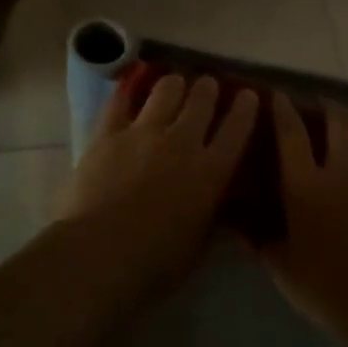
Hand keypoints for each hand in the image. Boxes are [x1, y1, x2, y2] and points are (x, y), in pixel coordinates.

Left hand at [59, 73, 257, 282]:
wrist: (100, 254)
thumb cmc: (156, 262)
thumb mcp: (199, 241)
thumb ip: (210, 212)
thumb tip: (217, 199)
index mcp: (211, 171)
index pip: (238, 128)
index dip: (246, 107)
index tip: (247, 95)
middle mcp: (183, 142)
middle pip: (203, 99)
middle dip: (208, 89)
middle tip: (207, 88)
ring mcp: (144, 133)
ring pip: (166, 89)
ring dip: (174, 84)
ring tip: (173, 85)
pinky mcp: (108, 133)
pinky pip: (121, 101)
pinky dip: (129, 92)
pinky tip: (132, 89)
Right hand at [267, 93, 347, 315]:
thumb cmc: (329, 289)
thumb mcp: (284, 270)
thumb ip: (262, 245)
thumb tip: (241, 229)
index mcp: (306, 187)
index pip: (292, 135)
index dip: (284, 111)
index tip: (279, 96)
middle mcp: (342, 172)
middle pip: (339, 121)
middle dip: (327, 106)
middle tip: (319, 104)